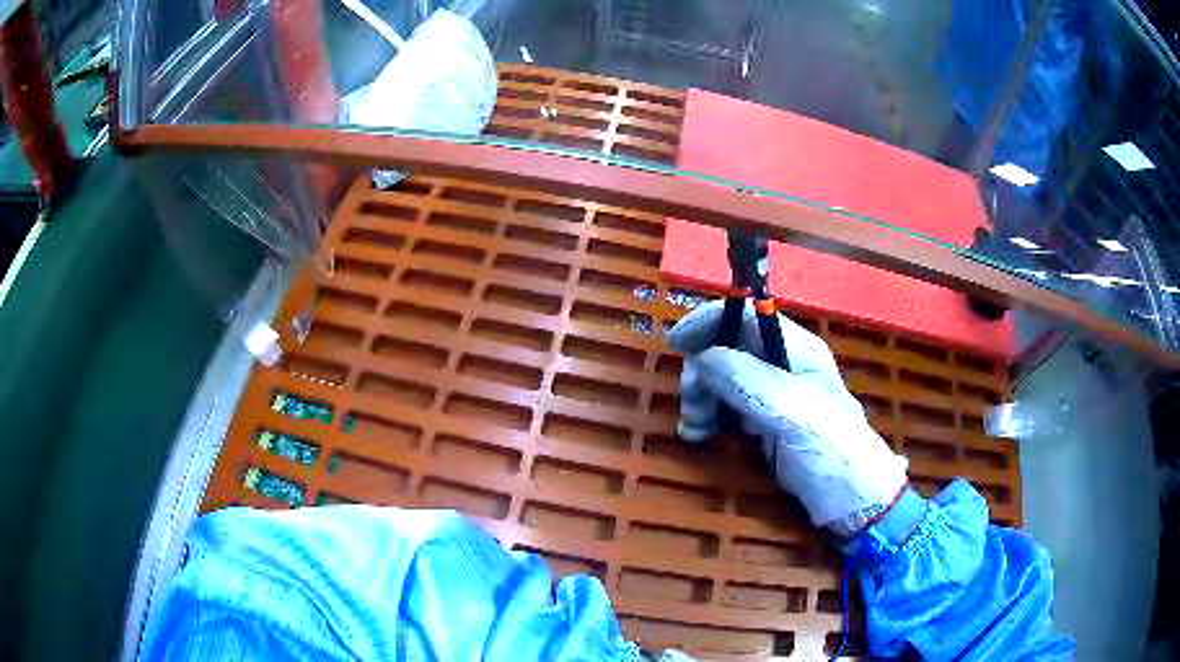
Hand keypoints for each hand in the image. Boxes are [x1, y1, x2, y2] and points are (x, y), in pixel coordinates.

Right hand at [669, 300, 907, 534]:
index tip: (677, 345)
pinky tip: (700, 435)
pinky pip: (725, 408)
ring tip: (695, 430)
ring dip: (701, 398)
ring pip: (721, 379)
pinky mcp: (764, 423)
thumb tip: (701, 356)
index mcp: (796, 349)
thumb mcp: (793, 413)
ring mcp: (771, 395)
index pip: (746, 315)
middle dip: (702, 372)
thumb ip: (748, 381)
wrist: (853, 502)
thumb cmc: (833, 451)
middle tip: (691, 406)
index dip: (710, 322)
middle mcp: (782, 365)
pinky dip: (708, 417)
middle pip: (727, 348)